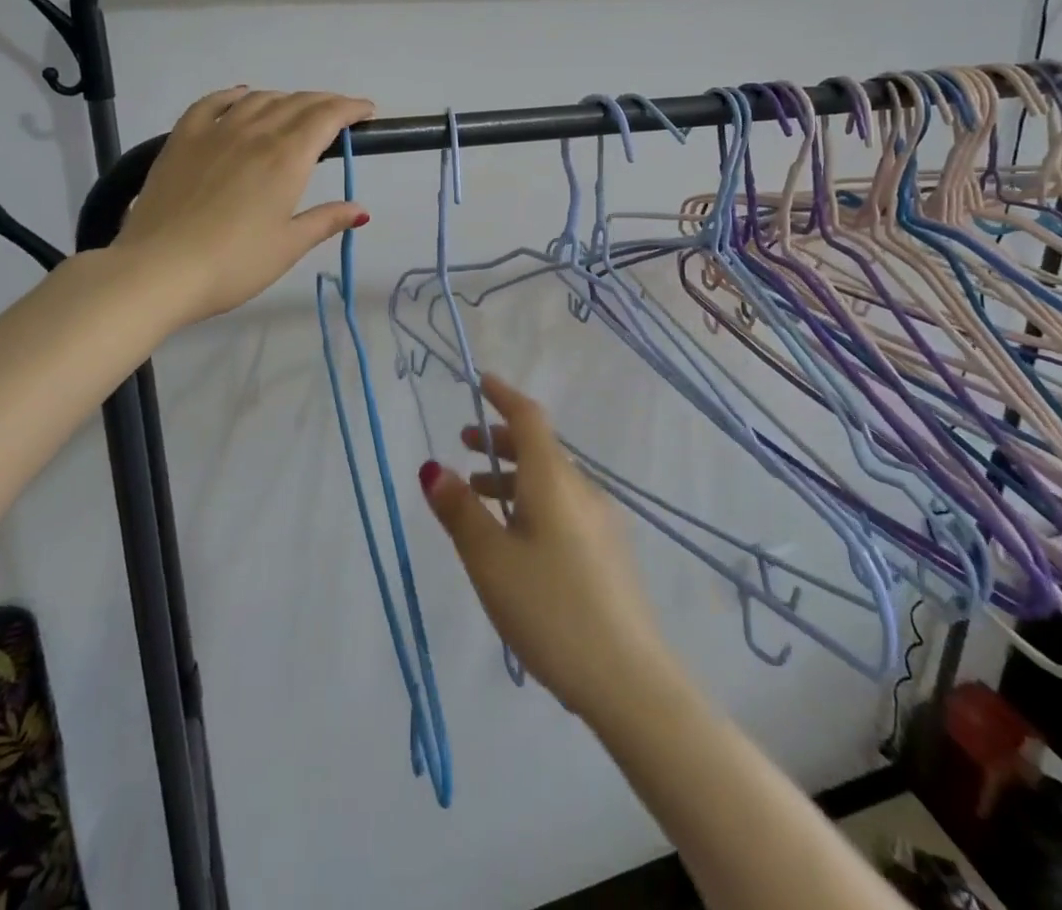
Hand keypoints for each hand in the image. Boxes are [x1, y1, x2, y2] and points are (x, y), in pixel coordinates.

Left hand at [112, 87, 375, 326]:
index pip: (327, 117)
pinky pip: (212, 103)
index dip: (350, 108)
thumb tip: (361, 210)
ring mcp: (215, 132)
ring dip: (286, 99)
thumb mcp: (288, 246)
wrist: (159, 270)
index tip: (366, 111)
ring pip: (259, 99)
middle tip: (340, 113)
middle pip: (297, 103)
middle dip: (325, 103)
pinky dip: (234, 95)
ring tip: (297, 111)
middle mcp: (254, 134)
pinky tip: (242, 96)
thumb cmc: (233, 264)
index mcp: (287, 158)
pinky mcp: (182, 139)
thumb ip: (326, 220)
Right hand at [420, 376, 677, 721]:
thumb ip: (460, 512)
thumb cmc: (550, 609)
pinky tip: (518, 540)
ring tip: (480, 498)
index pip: (528, 418)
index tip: (480, 382)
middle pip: (540, 448)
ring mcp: (601, 521)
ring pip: (551, 481)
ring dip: (514, 477)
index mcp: (553, 480)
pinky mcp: (609, 552)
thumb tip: (433, 467)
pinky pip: (564, 507)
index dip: (503, 395)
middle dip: (501, 441)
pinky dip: (533, 503)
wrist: (629, 679)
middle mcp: (582, 489)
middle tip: (466, 447)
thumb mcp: (491, 561)